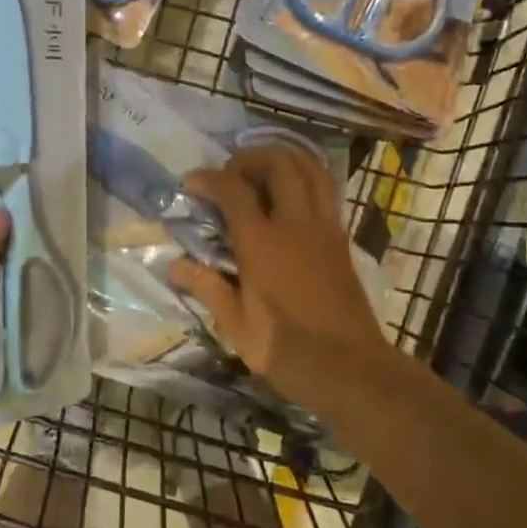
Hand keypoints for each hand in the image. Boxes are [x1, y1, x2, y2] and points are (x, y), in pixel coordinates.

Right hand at [169, 145, 387, 404]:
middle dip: (250, 157)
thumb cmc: (288, 351)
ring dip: (284, 160)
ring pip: (311, 169)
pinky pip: (326, 190)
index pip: (233, 190)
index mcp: (263, 244)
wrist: (352, 370)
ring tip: (261, 173)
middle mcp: (296, 225)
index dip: (209, 178)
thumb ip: (207, 287)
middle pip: (279, 164)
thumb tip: (174, 264)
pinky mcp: (341, 239)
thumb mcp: (236, 326)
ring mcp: (325, 228)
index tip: (191, 183)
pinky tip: (289, 197)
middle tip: (230, 174)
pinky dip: (306, 178)